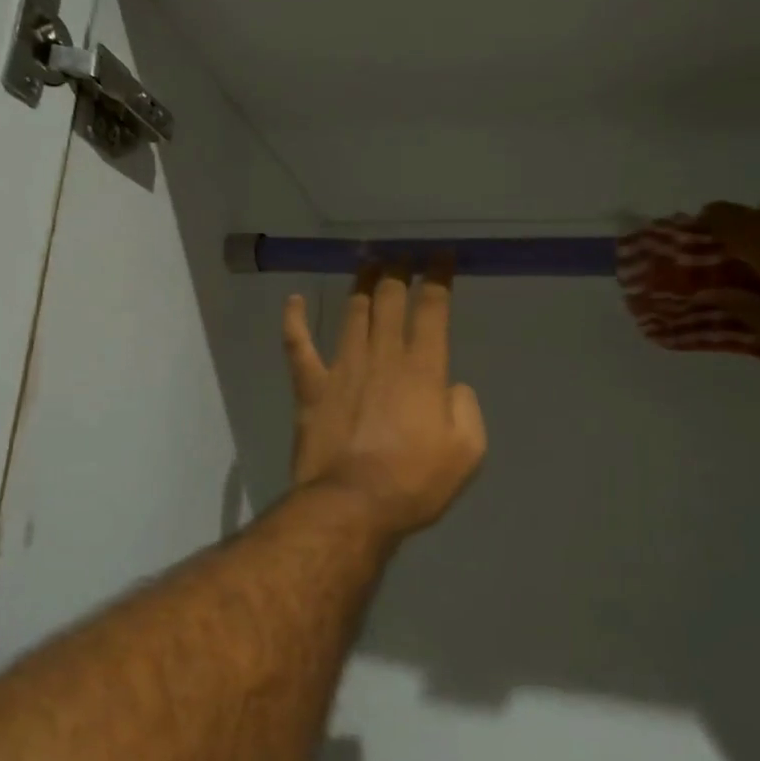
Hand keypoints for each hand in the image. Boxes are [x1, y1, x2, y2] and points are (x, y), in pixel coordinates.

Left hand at [283, 264, 487, 539]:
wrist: (352, 505)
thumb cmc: (414, 482)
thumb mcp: (467, 452)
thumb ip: (466, 410)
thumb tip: (451, 387)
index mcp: (423, 369)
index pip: (432, 309)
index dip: (438, 278)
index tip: (441, 257)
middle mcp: (383, 357)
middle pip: (390, 301)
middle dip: (399, 272)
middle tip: (402, 255)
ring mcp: (342, 368)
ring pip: (353, 313)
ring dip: (361, 284)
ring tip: (368, 263)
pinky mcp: (311, 388)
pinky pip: (298, 346)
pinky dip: (293, 320)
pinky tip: (292, 300)